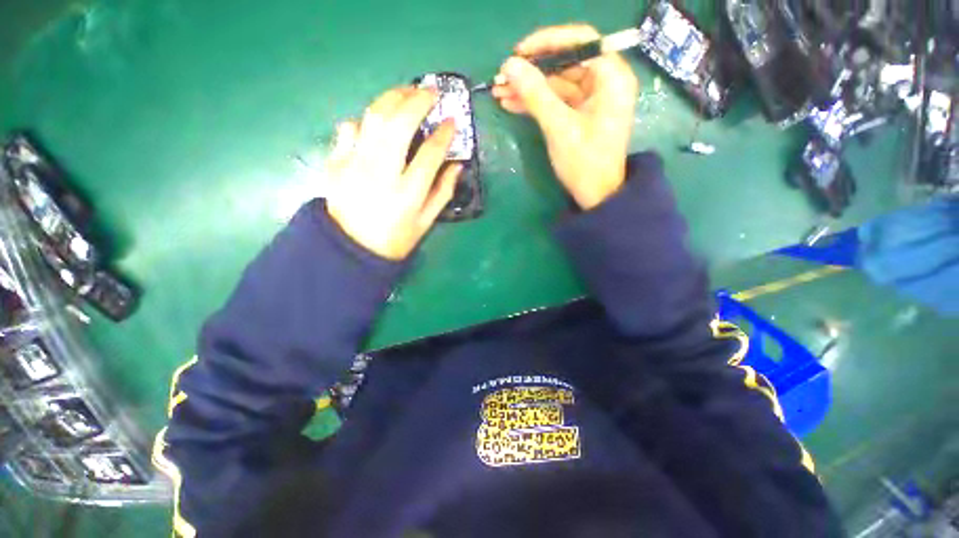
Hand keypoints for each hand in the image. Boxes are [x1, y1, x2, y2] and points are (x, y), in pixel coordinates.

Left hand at [324, 87, 460, 260]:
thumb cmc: (395, 239)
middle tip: (431, 92)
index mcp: (408, 193)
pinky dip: (365, 119)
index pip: (430, 153)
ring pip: (374, 117)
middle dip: (418, 100)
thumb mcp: (426, 222)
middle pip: (400, 124)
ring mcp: (355, 165)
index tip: (452, 121)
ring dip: (393, 98)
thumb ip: (443, 192)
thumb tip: (457, 165)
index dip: (444, 133)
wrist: (351, 249)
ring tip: (407, 92)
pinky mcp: (336, 162)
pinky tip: (376, 121)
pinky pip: (349, 128)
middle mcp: (381, 173)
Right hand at [492, 24, 638, 209]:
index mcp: (611, 77)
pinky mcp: (579, 114)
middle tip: (502, 76)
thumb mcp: (559, 127)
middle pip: (564, 63)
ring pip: (555, 83)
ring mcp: (591, 99)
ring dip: (527, 88)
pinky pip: (555, 101)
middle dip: (531, 71)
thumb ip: (535, 94)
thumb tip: (509, 66)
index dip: (547, 42)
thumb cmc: (584, 163)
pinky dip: (534, 102)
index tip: (518, 53)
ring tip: (498, 91)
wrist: (596, 196)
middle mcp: (604, 81)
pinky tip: (511, 103)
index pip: (580, 42)